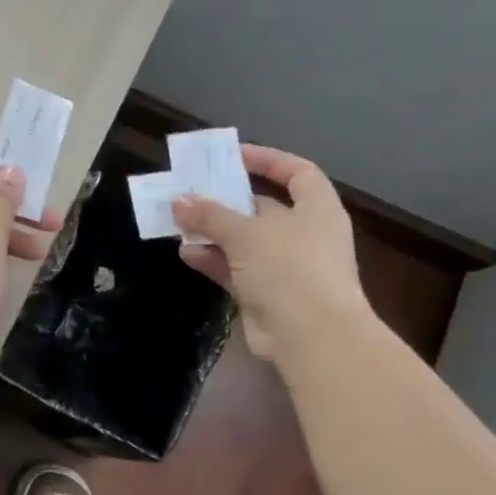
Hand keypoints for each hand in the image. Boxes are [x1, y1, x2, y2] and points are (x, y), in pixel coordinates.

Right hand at [172, 145, 372, 362]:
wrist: (311, 337)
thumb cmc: (289, 269)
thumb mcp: (245, 233)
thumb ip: (209, 214)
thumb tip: (179, 201)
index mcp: (316, 210)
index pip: (298, 172)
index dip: (268, 160)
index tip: (233, 157)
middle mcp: (304, 235)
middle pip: (263, 207)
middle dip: (226, 200)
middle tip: (190, 191)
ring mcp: (286, 267)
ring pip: (244, 240)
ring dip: (213, 232)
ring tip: (179, 222)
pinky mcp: (268, 294)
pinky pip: (236, 269)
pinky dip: (214, 260)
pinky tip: (187, 253)